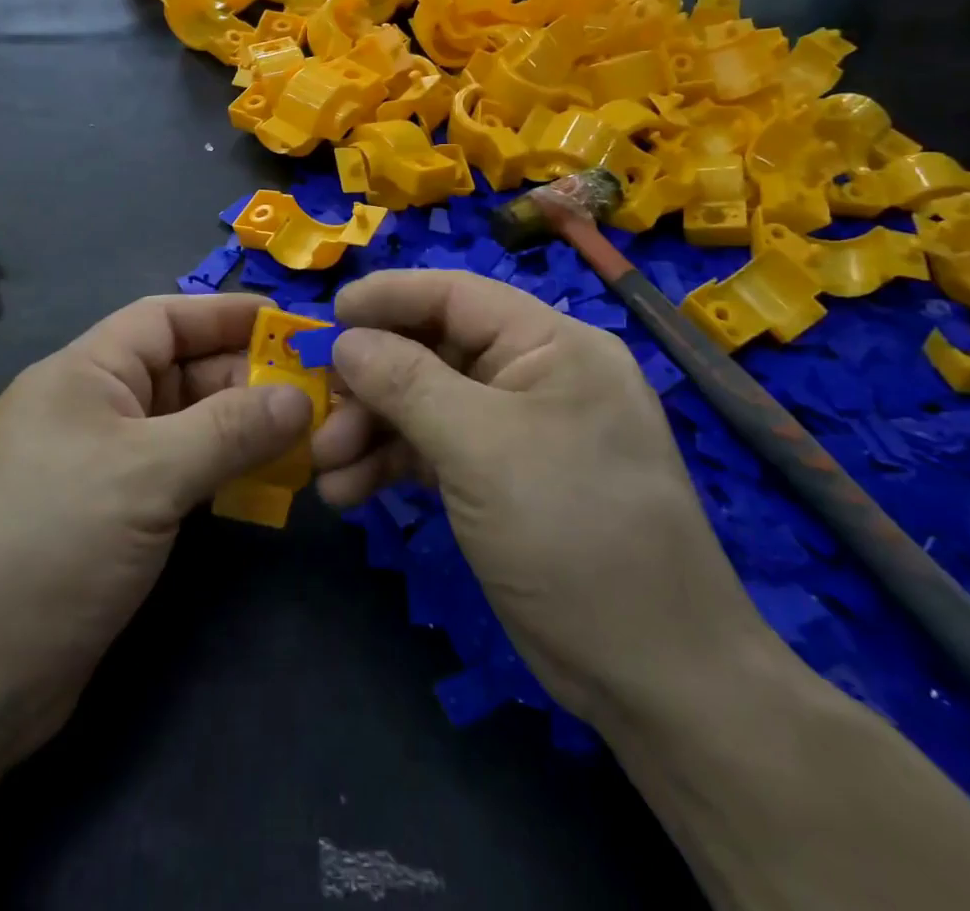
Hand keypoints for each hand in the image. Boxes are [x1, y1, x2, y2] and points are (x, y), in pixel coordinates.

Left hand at [0, 294, 309, 763]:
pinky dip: (217, 470)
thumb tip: (302, 397)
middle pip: (179, 371)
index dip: (228, 315)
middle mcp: (89, 408)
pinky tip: (259, 483)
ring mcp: (97, 464)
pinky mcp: (108, 515)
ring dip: (237, 428)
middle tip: (314, 395)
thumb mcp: (147, 476)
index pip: (164, 319)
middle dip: (244, 378)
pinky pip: (175, 471)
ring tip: (302, 438)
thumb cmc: (52, 548)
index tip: (292, 326)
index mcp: (82, 373)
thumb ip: (230, 429)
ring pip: (181, 424)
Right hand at [312, 270, 775, 720]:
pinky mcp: (499, 479)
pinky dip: (390, 465)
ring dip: (370, 430)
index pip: (456, 295)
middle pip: (432, 352)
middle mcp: (533, 376)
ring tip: (326, 467)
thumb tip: (345, 340)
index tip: (328, 316)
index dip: (389, 297)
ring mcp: (515, 430)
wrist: (652, 675)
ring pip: (424, 405)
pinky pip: (433, 451)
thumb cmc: (573, 531)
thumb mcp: (482, 447)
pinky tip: (349, 492)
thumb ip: (406, 383)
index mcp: (551, 344)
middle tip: (317, 412)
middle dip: (370, 382)